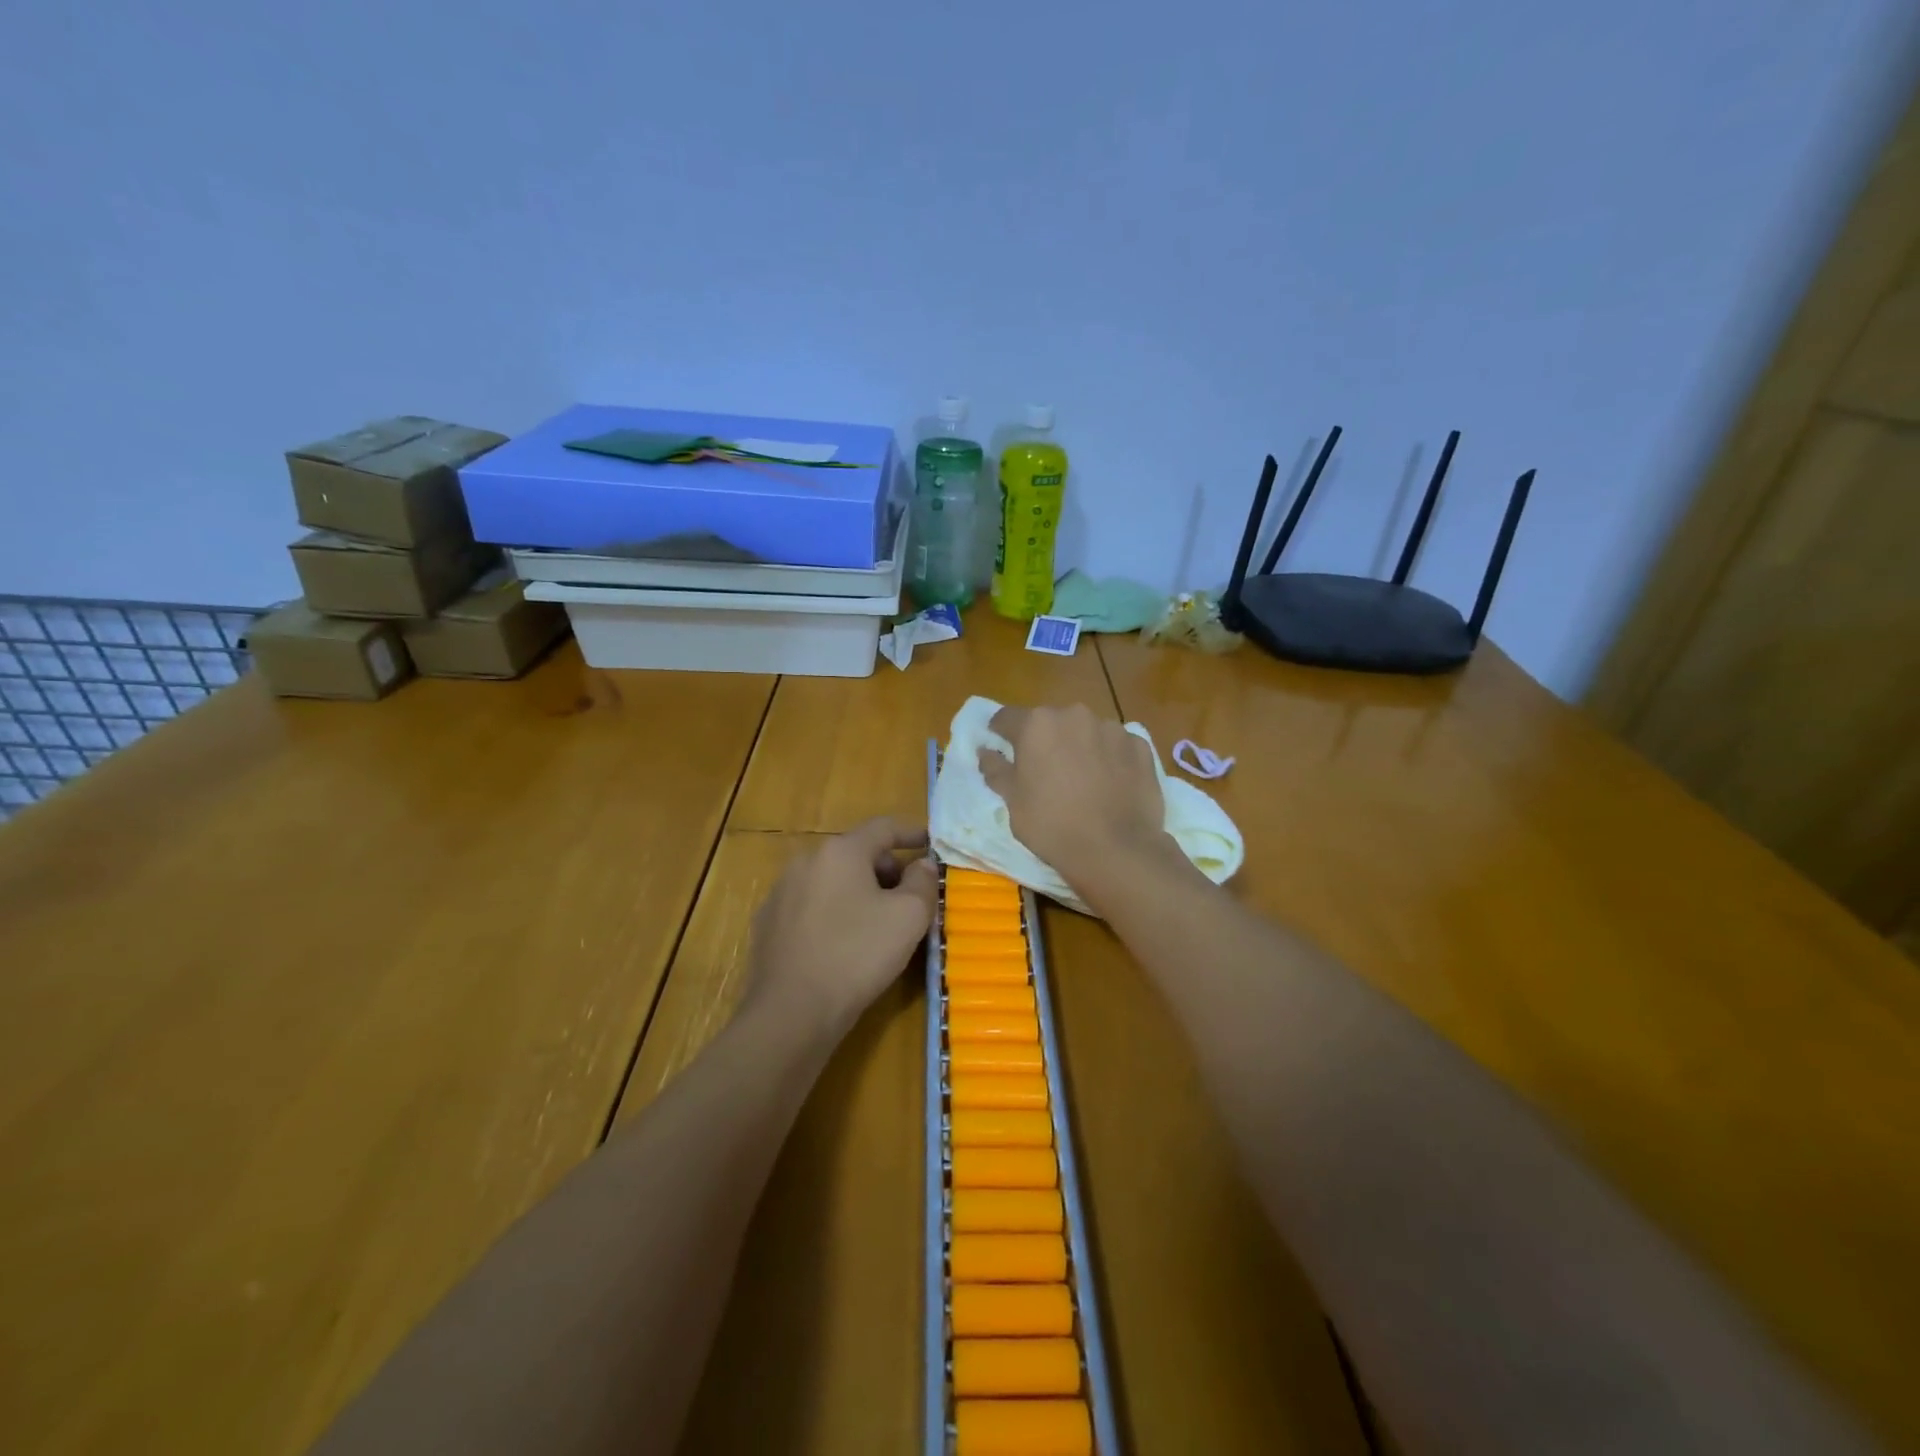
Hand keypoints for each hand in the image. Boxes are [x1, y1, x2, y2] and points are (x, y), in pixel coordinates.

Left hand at [744, 818, 937, 1032]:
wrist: (790, 1012)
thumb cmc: (857, 955)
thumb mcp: (909, 917)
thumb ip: (923, 882)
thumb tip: (922, 865)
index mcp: (840, 852)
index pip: (883, 827)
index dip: (911, 832)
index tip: (930, 843)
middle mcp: (806, 862)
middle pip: (856, 854)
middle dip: (886, 870)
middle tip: (909, 898)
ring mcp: (781, 893)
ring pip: (831, 881)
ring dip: (859, 893)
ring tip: (878, 925)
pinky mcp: (767, 925)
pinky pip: (810, 907)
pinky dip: (833, 914)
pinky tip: (842, 946)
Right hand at [978, 704, 1174, 896]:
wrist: (1116, 850)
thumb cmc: (1052, 825)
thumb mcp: (1012, 802)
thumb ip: (996, 769)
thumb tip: (985, 751)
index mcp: (1037, 724)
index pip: (1006, 718)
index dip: (1000, 734)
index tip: (1001, 750)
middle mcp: (1074, 715)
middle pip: (1050, 722)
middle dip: (1045, 741)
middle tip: (1045, 773)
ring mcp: (1112, 728)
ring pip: (1086, 732)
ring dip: (1080, 747)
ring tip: (1083, 781)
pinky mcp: (1140, 746)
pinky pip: (1117, 746)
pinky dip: (1110, 759)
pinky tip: (1111, 786)